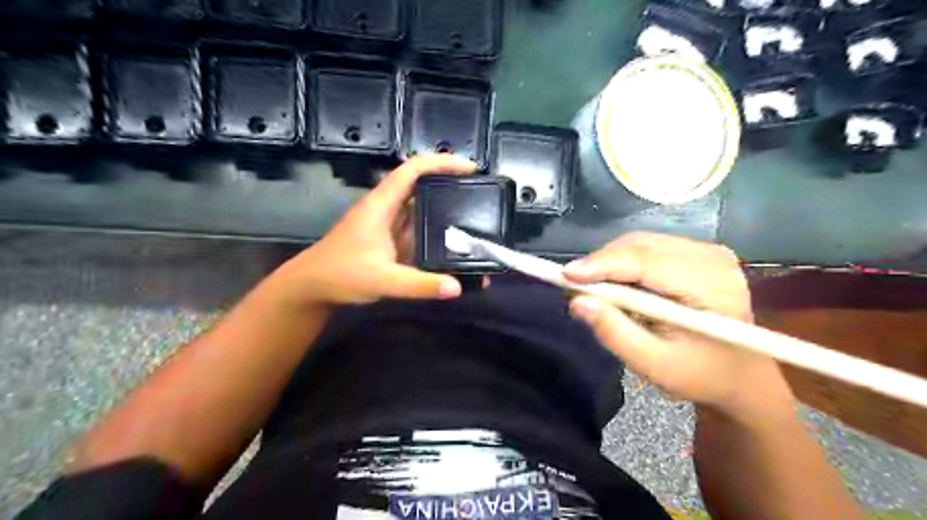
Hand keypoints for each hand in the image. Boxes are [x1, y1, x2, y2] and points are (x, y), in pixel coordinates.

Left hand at [265, 154, 472, 307]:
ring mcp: (388, 225)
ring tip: (474, 217)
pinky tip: (453, 243)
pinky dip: (436, 232)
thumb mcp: (382, 280)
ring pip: (420, 208)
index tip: (470, 169)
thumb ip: (420, 285)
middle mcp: (387, 208)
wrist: (312, 287)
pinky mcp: (390, 240)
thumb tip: (458, 287)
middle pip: (421, 185)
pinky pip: (418, 230)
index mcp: (381, 205)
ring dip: (444, 209)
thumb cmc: (340, 275)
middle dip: (450, 184)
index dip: (441, 163)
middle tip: (480, 194)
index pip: (412, 170)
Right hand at [565, 232, 788, 417]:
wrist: (741, 376)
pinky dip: (624, 262)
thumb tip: (577, 301)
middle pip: (641, 245)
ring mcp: (708, 251)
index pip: (647, 261)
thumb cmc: (701, 376)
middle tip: (574, 286)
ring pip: (641, 242)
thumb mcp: (654, 364)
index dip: (602, 264)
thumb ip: (615, 333)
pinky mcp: (698, 252)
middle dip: (602, 263)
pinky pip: (649, 247)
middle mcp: (713, 258)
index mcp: (712, 286)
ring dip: (610, 262)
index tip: (565, 275)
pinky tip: (617, 283)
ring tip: (593, 287)